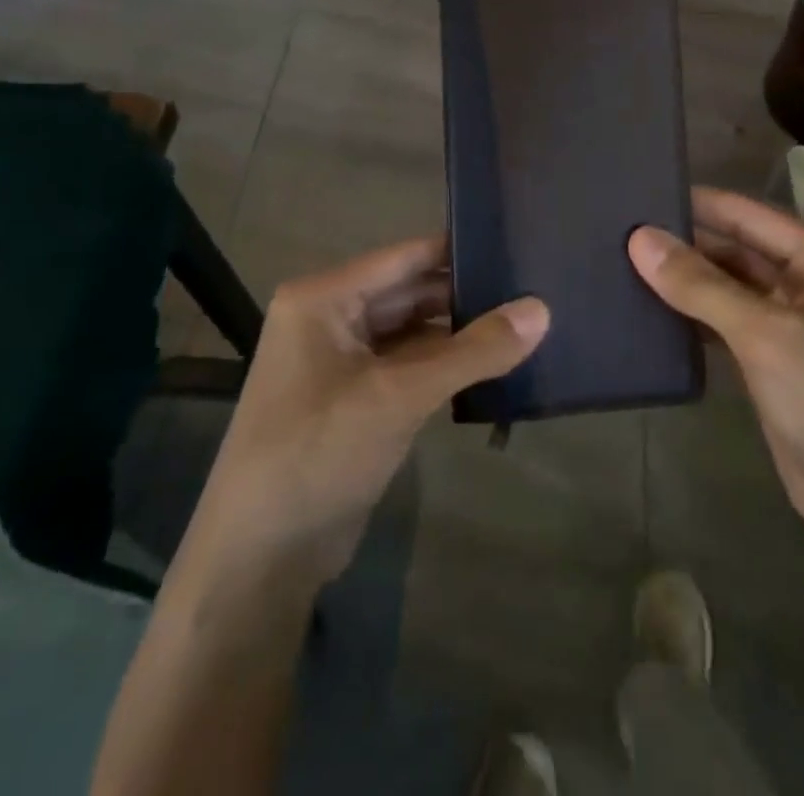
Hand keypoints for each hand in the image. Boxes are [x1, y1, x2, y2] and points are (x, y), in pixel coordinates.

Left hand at [194, 236, 547, 583]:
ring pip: (413, 330)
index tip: (517, 242)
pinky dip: (446, 364)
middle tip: (534, 285)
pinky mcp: (356, 397)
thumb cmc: (319, 455)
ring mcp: (342, 360)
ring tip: (526, 319)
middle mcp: (331, 317)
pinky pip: (409, 364)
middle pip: (410, 291)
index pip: (405, 257)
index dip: (460, 250)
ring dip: (460, 331)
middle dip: (466, 293)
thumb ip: (473, 351)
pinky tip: (494, 362)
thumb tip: (543, 309)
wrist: (259, 560)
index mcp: (324, 298)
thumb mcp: (400, 396)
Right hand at [628, 188, 803, 549]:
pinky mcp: (776, 359)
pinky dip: (695, 315)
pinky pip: (728, 322)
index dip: (694, 203)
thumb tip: (639, 237)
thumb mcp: (766, 335)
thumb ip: (701, 285)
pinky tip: (652, 310)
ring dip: (686, 280)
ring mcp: (794, 322)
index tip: (638, 193)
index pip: (747, 213)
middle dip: (685, 242)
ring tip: (623, 264)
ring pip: (729, 286)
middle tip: (618, 232)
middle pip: (737, 247)